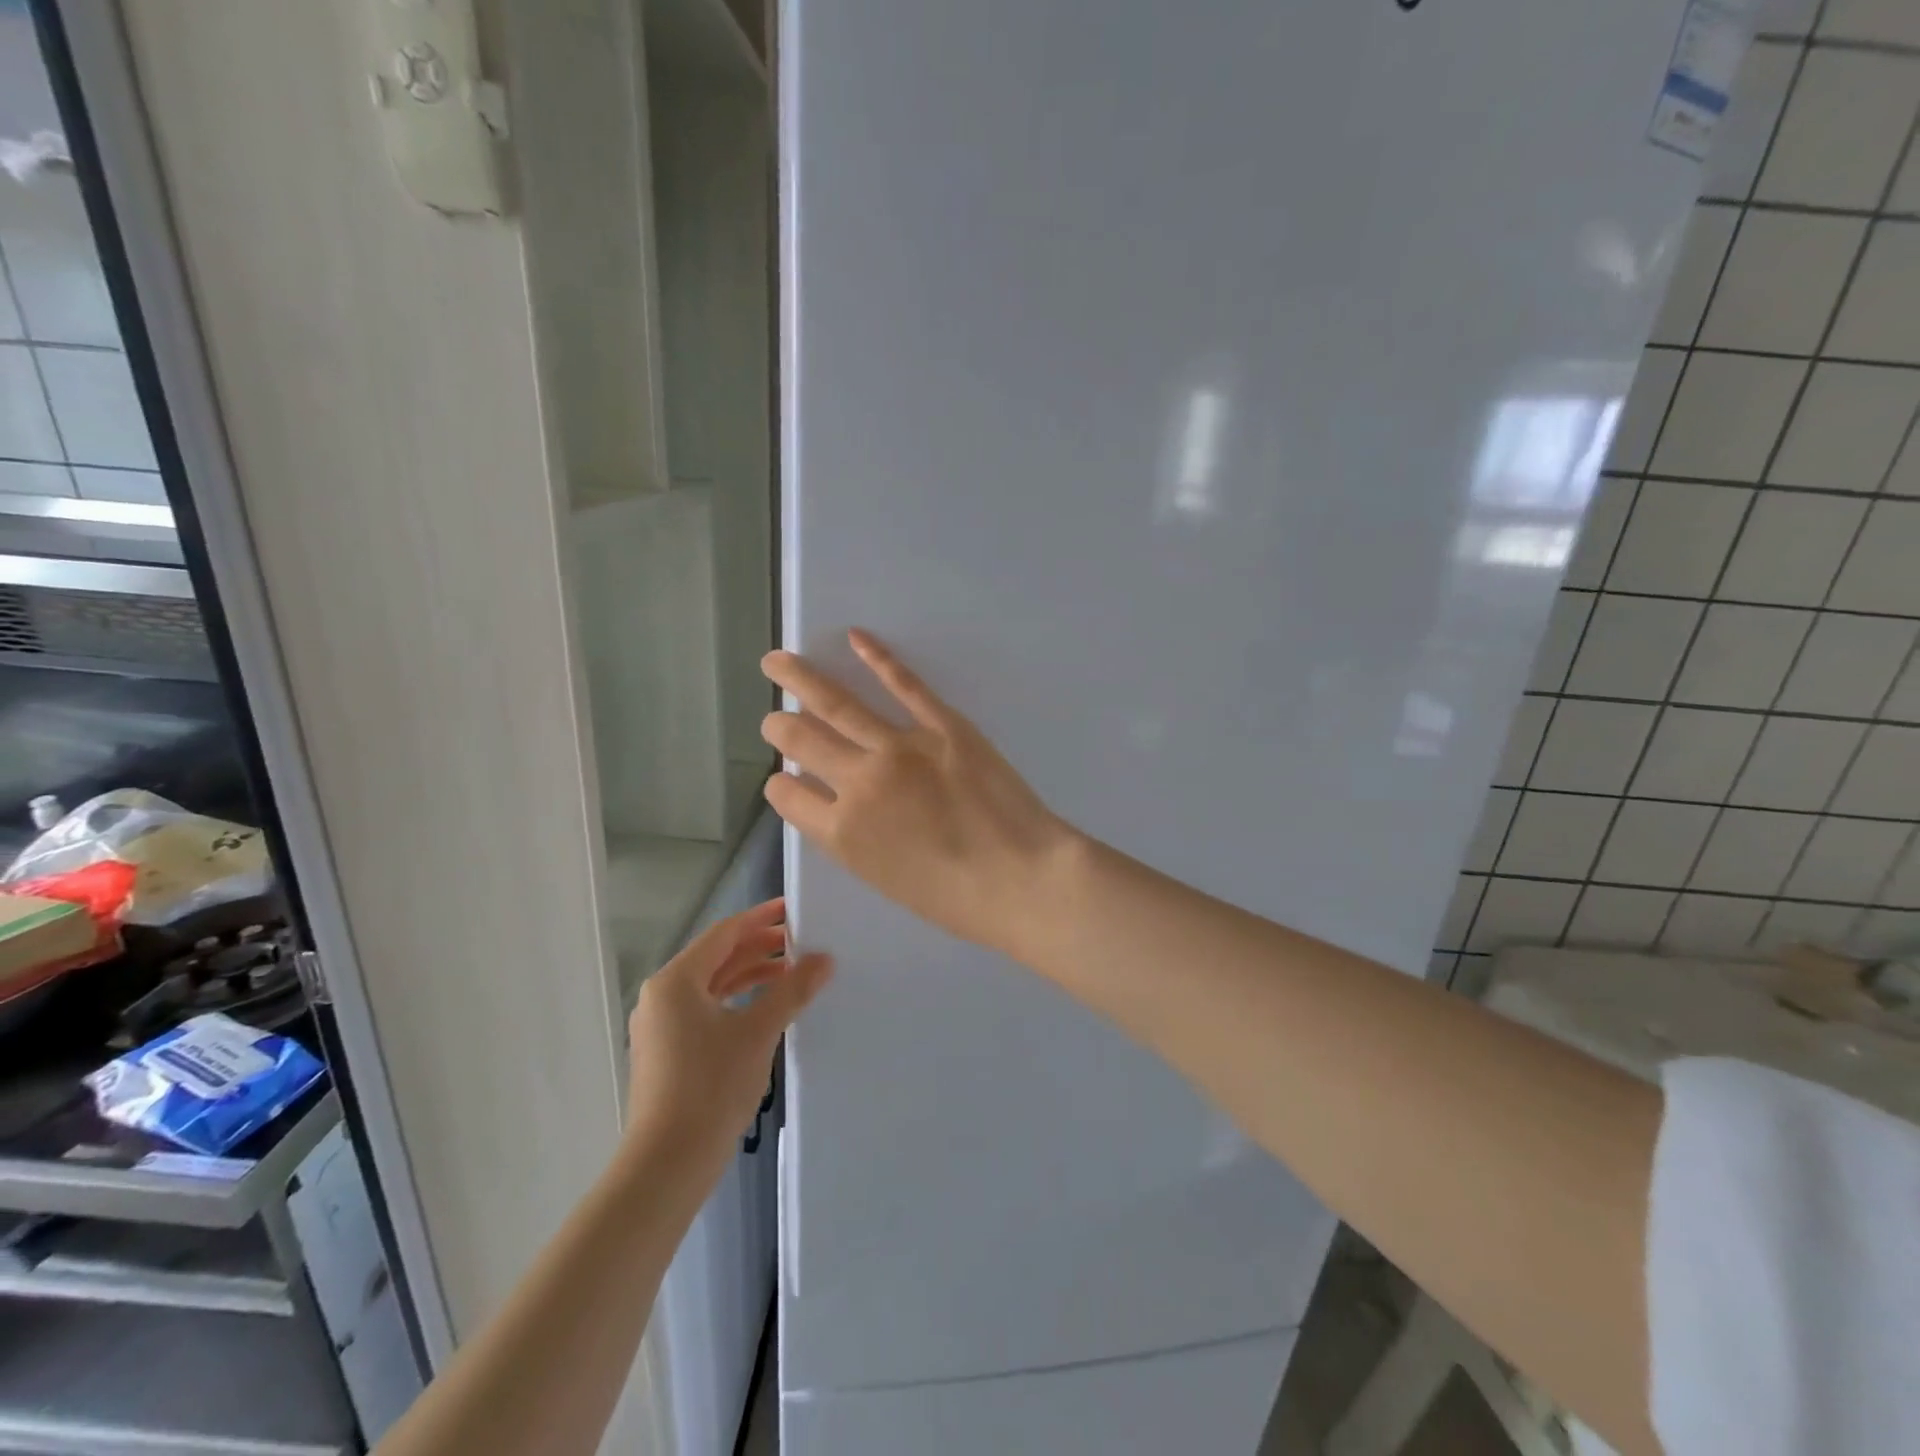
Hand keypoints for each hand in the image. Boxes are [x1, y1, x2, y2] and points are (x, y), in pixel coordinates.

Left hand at [624, 899, 830, 1166]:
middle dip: (759, 947)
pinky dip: (737, 1001)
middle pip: (717, 957)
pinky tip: (765, 1008)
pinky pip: (705, 1009)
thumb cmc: (711, 1087)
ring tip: (791, 971)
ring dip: (750, 975)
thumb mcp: (758, 1032)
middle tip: (801, 941)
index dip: (760, 918)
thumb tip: (824, 958)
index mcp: (676, 980)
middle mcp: (662, 995)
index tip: (793, 908)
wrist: (668, 1164)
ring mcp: (661, 1025)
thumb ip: (792, 990)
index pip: (724, 934)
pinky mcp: (667, 1051)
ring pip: (712, 985)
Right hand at [760, 629, 1081, 959]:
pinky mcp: (943, 725)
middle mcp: (859, 782)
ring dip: (801, 678)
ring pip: (837, 704)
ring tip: (777, 660)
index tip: (783, 779)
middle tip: (773, 719)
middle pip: (801, 741)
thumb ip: (851, 840)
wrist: (1022, 878)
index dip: (781, 785)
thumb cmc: (956, 899)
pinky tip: (855, 638)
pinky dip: (878, 657)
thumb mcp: (884, 881)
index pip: (787, 795)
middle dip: (779, 727)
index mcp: (842, 832)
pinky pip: (904, 684)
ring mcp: (900, 747)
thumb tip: (835, 806)